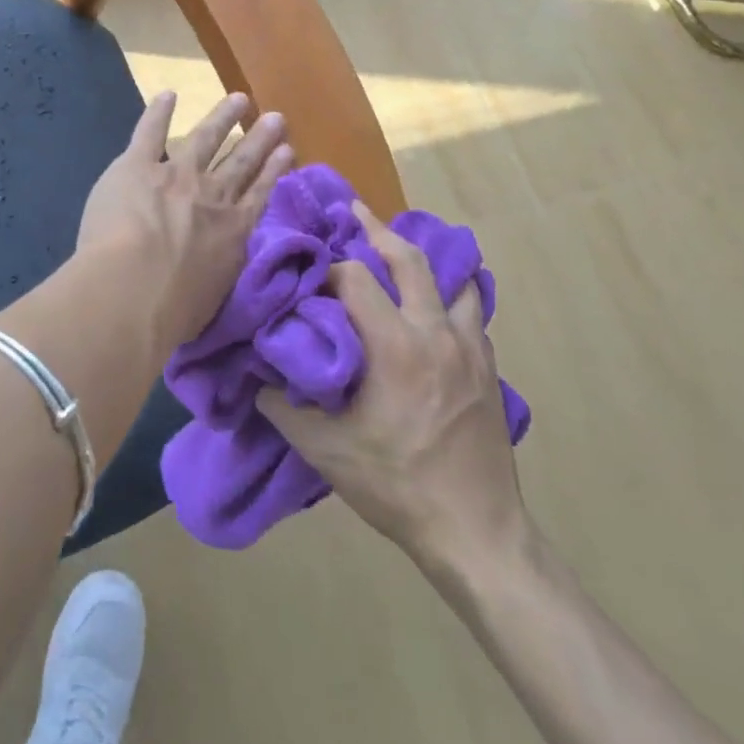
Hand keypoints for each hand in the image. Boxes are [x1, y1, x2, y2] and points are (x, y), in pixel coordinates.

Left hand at [76, 90, 293, 349]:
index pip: (259, 194)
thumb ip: (218, 272)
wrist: (134, 289)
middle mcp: (211, 196)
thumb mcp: (213, 297)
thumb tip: (217, 266)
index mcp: (232, 231)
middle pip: (241, 161)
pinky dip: (158, 112)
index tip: (288, 150)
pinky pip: (150, 132)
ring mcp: (176, 175)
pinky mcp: (137, 166)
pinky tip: (168, 94)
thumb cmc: (173, 310)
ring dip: (223, 117)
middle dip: (259, 139)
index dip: (274, 170)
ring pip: (205, 138)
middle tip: (275, 117)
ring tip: (239, 99)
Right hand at [258, 202, 531, 583]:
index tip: (310, 271)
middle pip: (410, 259)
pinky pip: (472, 312)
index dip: (329, 267)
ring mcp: (469, 349)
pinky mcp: (488, 368)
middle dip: (379, 230)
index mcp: (393, 347)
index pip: (356, 278)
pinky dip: (453, 294)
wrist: (476, 532)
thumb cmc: (396, 486)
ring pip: (454, 279)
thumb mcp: (324, 451)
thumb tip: (255, 376)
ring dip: (425, 259)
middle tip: (356, 211)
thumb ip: (283, 406)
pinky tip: (437, 305)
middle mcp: (435, 334)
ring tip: (402, 251)